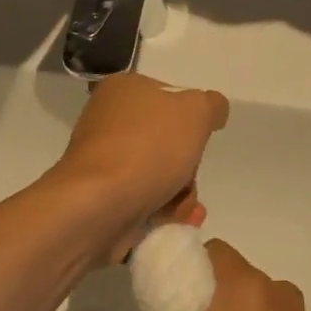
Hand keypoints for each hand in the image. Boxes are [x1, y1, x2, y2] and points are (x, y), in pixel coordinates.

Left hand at [50, 72, 228, 260]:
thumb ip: (211, 105)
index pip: (169, 99)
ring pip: (160, 174)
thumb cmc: (147, 149)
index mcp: (124, 90)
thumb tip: (212, 111)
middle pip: (168, 142)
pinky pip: (144, 200)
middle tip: (187, 179)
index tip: (197, 140)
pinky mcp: (103, 197)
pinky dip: (163, 211)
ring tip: (183, 208)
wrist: (98, 205)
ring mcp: (104, 161)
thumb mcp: (196, 111)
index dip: (191, 121)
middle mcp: (109, 121)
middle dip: (187, 167)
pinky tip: (174, 220)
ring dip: (181, 193)